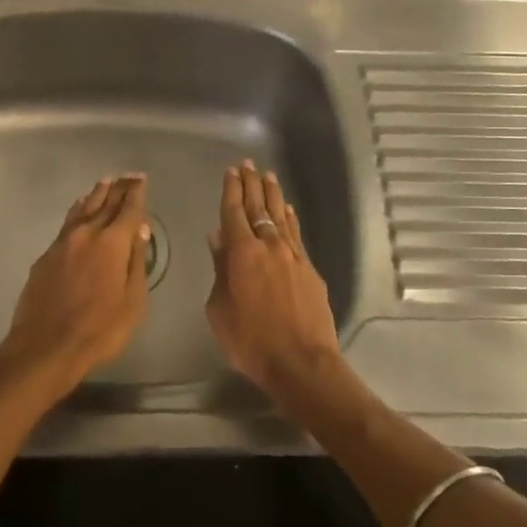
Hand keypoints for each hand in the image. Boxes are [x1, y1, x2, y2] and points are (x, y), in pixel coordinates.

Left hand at [0, 174, 150, 401]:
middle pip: (105, 203)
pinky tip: (78, 210)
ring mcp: (62, 243)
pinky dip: (77, 211)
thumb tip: (139, 230)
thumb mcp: (132, 301)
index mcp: (112, 243)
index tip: (140, 178)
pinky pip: (67, 223)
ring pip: (82, 209)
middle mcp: (86, 234)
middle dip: (118, 188)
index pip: (128, 209)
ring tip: (104, 183)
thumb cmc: (99, 329)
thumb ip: (136, 262)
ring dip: (95, 195)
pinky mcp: (45, 256)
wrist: (45, 347)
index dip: (136, 193)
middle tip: (127, 176)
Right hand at [205, 161, 344, 408]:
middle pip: (258, 207)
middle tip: (247, 164)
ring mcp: (292, 255)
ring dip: (272, 195)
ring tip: (267, 176)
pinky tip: (287, 209)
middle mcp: (268, 246)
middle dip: (251, 184)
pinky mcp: (309, 269)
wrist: (301, 362)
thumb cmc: (250, 341)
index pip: (233, 213)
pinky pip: (296, 234)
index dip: (231, 190)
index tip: (230, 172)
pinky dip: (290, 218)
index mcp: (241, 253)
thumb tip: (217, 239)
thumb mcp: (220, 309)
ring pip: (280, 216)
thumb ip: (219, 270)